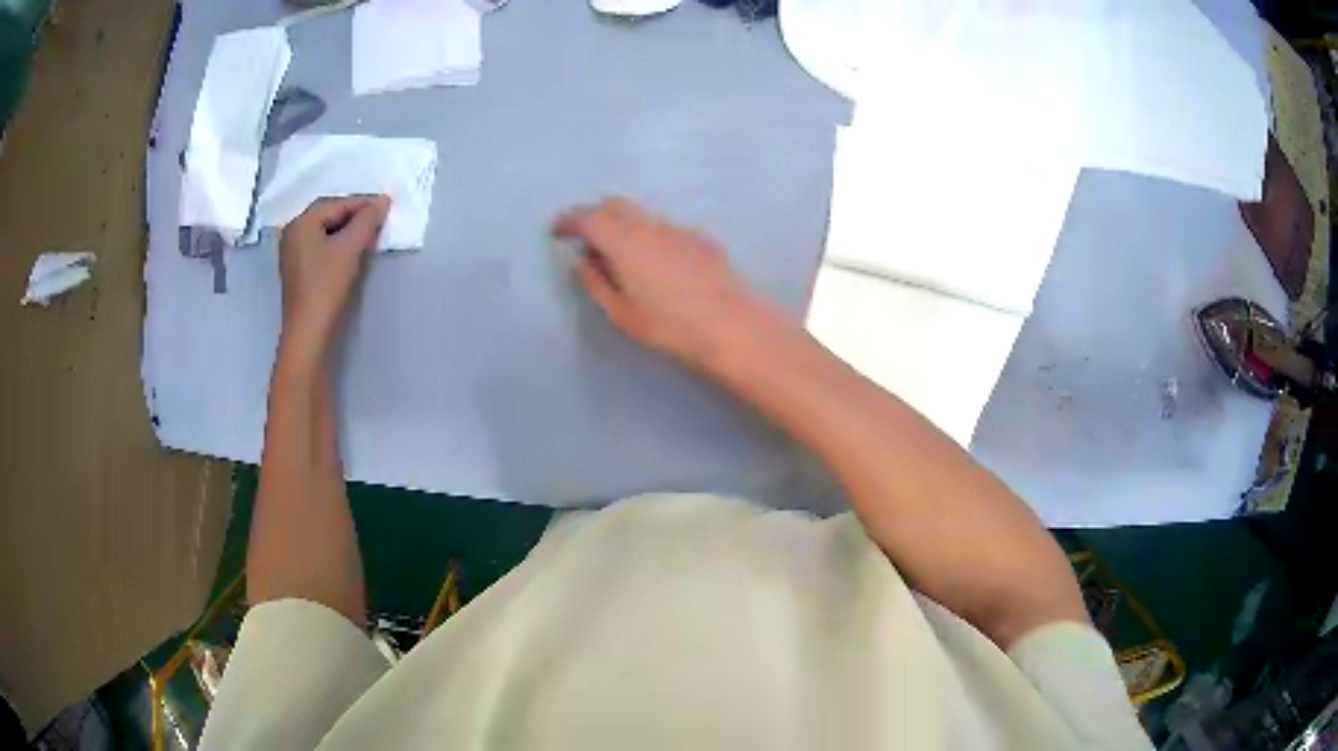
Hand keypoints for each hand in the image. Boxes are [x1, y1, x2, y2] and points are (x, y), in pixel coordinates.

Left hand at [278, 195, 390, 361]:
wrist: (309, 332)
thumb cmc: (326, 286)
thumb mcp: (350, 249)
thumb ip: (367, 221)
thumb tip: (383, 200)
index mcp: (301, 223)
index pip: (336, 203)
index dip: (362, 203)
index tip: (386, 207)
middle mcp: (293, 232)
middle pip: (328, 215)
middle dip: (354, 216)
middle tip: (378, 221)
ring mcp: (293, 252)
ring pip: (325, 231)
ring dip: (347, 230)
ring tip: (369, 236)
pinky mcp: (298, 270)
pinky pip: (320, 246)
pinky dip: (337, 244)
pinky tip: (351, 252)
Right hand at [553, 198, 775, 371]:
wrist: (734, 325)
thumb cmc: (671, 326)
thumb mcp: (622, 313)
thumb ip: (596, 283)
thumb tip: (583, 261)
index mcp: (624, 240)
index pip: (588, 217)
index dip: (568, 221)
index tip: (557, 232)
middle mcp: (650, 225)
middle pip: (615, 205)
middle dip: (594, 215)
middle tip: (583, 238)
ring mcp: (678, 228)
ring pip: (641, 215)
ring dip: (622, 224)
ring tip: (618, 255)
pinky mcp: (700, 238)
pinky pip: (663, 227)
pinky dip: (647, 234)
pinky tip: (654, 263)